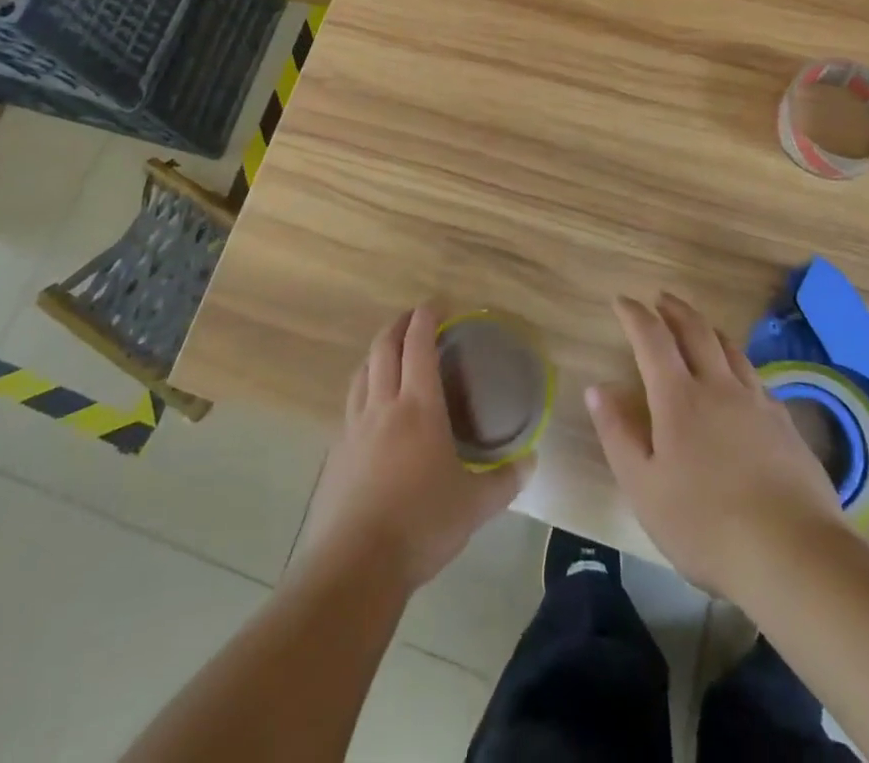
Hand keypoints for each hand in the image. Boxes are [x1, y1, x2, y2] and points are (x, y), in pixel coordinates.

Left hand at [296, 306, 528, 593]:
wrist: (355, 565)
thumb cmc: (422, 525)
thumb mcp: (475, 506)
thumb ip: (505, 480)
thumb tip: (532, 461)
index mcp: (419, 407)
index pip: (419, 346)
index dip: (426, 318)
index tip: (435, 304)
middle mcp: (383, 406)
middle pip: (384, 348)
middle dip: (398, 325)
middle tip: (413, 318)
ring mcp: (354, 427)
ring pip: (362, 372)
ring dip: (376, 353)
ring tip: (389, 353)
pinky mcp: (336, 452)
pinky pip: (351, 405)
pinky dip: (363, 389)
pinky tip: (371, 409)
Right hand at [587, 293, 844, 598]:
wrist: (794, 555)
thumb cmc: (705, 525)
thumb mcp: (644, 487)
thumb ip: (618, 434)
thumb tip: (596, 389)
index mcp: (679, 398)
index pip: (652, 339)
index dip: (634, 315)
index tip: (621, 301)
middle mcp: (719, 387)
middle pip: (696, 331)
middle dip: (675, 309)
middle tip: (660, 299)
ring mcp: (757, 403)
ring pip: (731, 349)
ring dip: (708, 329)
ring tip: (698, 326)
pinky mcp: (786, 425)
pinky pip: (756, 377)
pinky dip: (738, 363)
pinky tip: (740, 378)